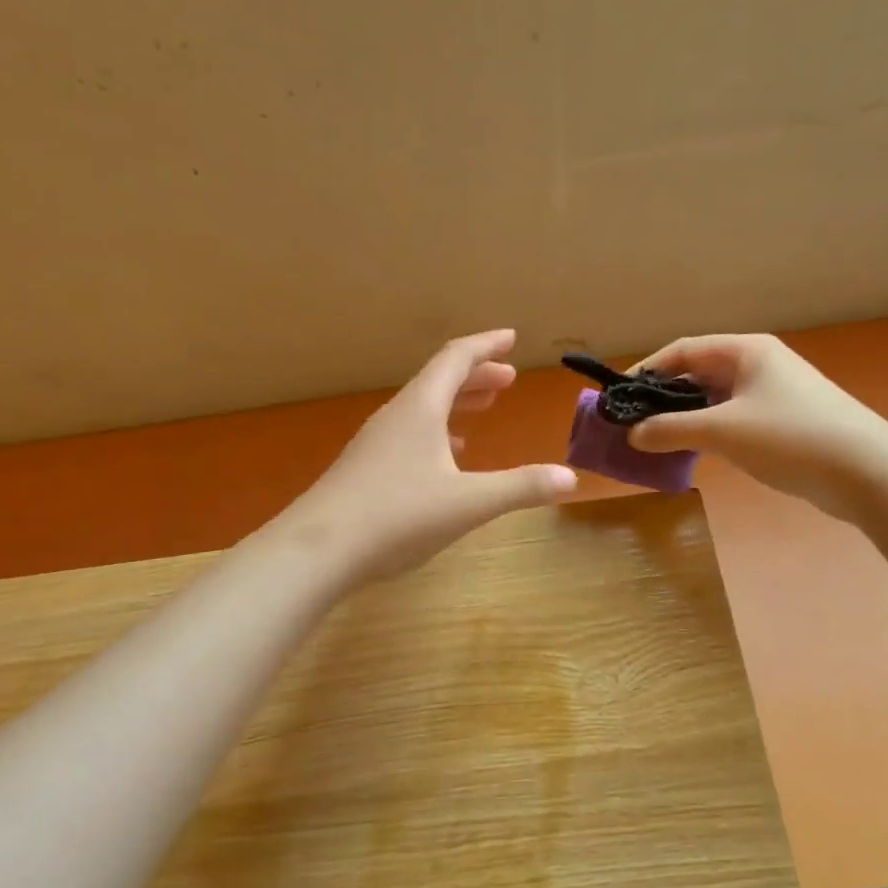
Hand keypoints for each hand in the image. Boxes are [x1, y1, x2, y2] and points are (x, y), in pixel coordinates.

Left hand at [269, 329, 576, 583]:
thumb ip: (520, 488)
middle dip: (476, 376)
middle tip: (507, 379)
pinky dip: (436, 432)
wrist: (318, 550)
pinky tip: (446, 458)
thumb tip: (569, 476)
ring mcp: (375, 442)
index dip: (486, 346)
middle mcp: (396, 416)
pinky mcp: (364, 468)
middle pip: (439, 381)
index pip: (456, 359)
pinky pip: (409, 434)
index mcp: (420, 408)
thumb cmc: (397, 516)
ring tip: (483, 409)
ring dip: (456, 403)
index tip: (511, 338)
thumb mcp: (468, 503)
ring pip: (422, 409)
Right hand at [626, 334, 887, 517]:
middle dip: (663, 398)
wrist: (868, 473)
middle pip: (698, 374)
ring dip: (684, 418)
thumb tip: (632, 434)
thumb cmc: (791, 436)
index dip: (647, 370)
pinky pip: (732, 420)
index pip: (683, 350)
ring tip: (654, 441)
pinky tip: (691, 453)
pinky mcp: (782, 423)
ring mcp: (773, 394)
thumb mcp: (723, 431)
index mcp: (745, 351)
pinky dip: (707, 433)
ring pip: (714, 400)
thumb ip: (672, 429)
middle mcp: (758, 365)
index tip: (619, 397)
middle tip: (632, 424)